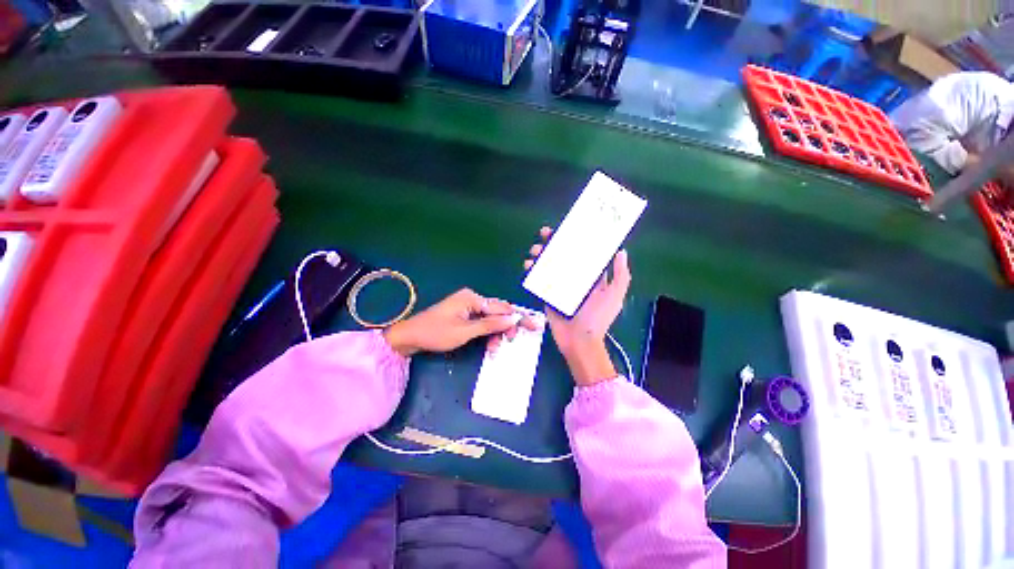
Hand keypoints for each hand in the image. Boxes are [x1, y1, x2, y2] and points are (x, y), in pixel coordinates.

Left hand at [383, 288, 535, 356]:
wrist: (411, 337)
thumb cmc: (436, 333)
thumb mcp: (465, 331)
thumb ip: (490, 325)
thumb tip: (513, 319)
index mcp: (472, 298)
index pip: (500, 307)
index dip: (517, 317)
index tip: (533, 325)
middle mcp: (472, 299)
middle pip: (497, 311)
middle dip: (506, 326)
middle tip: (512, 340)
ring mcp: (468, 306)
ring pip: (491, 319)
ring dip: (496, 333)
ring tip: (496, 347)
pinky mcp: (465, 314)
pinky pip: (482, 322)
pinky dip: (487, 333)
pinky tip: (489, 344)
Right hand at [525, 227, 630, 385]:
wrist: (579, 341)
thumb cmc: (597, 318)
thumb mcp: (614, 297)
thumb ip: (620, 276)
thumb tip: (621, 251)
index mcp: (592, 277)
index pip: (583, 253)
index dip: (576, 240)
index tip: (568, 228)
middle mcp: (576, 279)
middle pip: (564, 256)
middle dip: (554, 244)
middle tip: (545, 234)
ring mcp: (560, 286)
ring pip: (549, 265)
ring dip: (541, 255)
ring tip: (534, 251)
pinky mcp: (548, 295)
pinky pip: (540, 280)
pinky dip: (533, 271)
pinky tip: (528, 266)